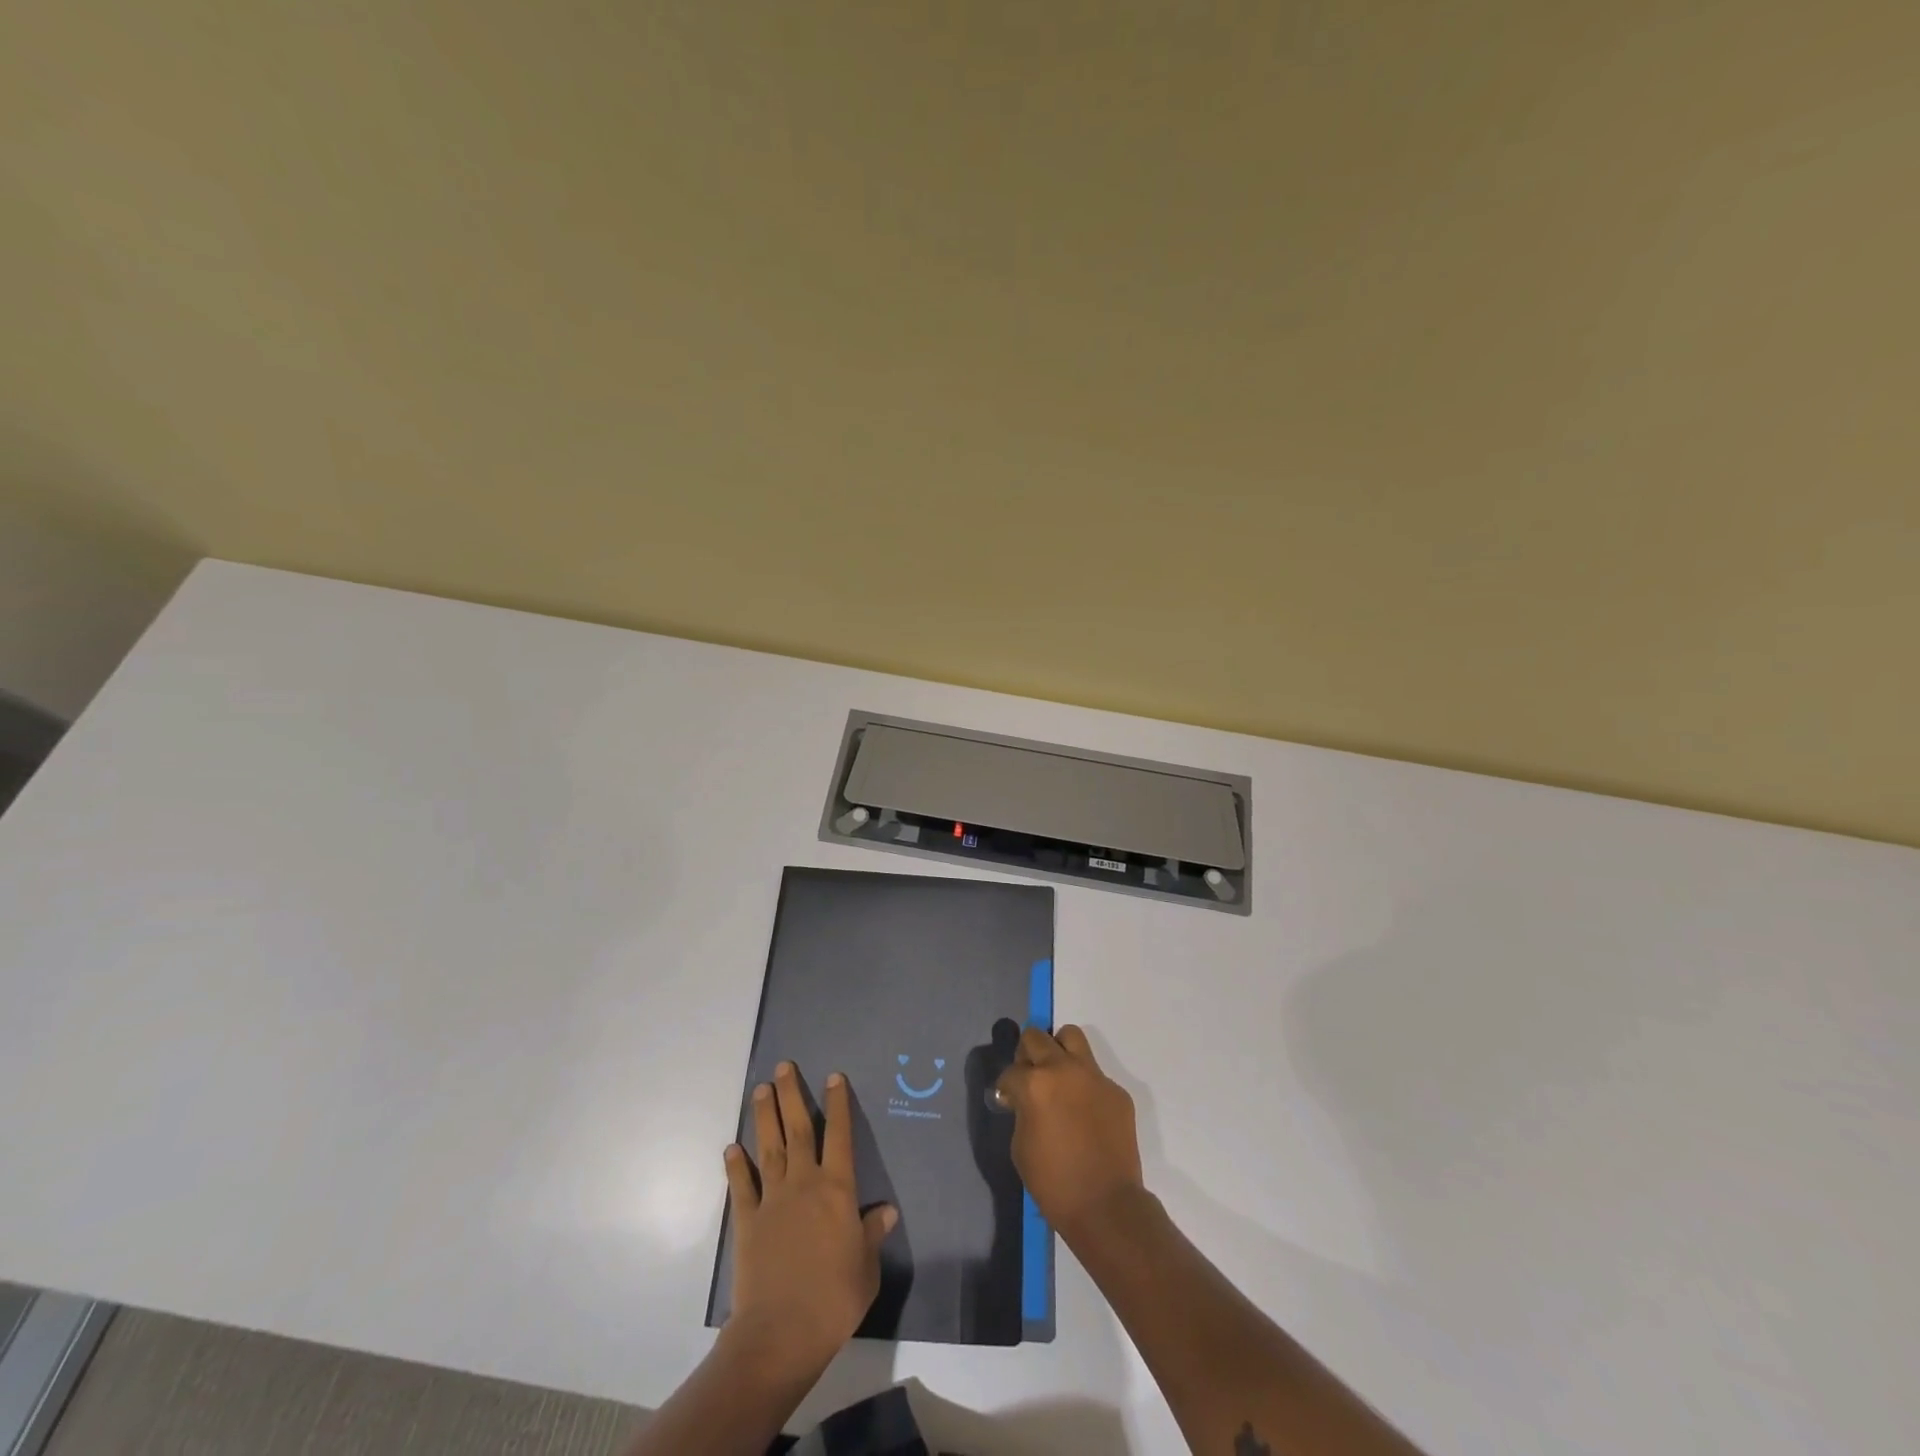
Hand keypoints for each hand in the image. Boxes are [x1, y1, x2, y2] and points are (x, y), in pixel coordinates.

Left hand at [723, 1061, 897, 1376]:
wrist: (781, 1332)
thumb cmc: (834, 1298)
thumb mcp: (866, 1267)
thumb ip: (872, 1234)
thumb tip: (886, 1211)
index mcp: (837, 1189)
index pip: (839, 1135)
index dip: (837, 1104)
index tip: (833, 1076)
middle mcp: (804, 1183)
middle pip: (797, 1129)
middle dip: (791, 1095)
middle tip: (783, 1067)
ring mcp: (772, 1200)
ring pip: (769, 1147)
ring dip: (764, 1117)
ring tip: (760, 1089)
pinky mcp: (748, 1222)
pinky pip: (742, 1187)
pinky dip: (736, 1166)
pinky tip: (732, 1148)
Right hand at [994, 1025, 1144, 1244]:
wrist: (1106, 1206)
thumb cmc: (1054, 1183)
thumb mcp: (1020, 1146)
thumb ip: (1021, 1111)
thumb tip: (1023, 1100)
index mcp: (1035, 1083)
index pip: (1011, 1071)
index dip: (1006, 1087)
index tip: (1008, 1101)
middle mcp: (1064, 1069)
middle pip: (1036, 1037)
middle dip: (1026, 1055)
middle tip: (1029, 1078)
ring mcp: (1094, 1076)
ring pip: (1071, 1037)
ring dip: (1058, 1050)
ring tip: (1057, 1077)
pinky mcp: (1116, 1090)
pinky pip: (1094, 1074)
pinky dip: (1084, 1084)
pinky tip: (1084, 1112)